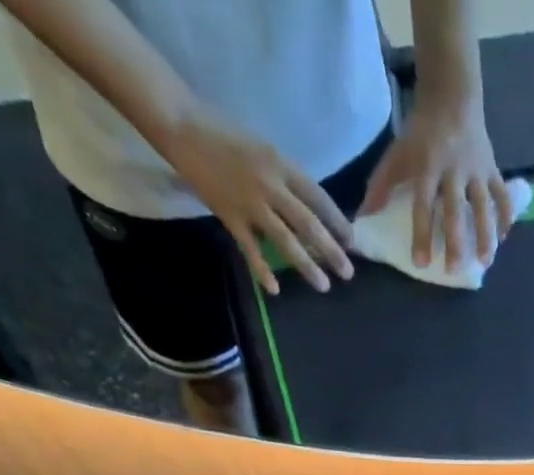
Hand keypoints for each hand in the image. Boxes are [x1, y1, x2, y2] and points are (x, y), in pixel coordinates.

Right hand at [165, 108, 353, 293]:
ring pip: (285, 240)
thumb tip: (308, 209)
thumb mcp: (264, 149)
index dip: (337, 222)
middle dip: (331, 251)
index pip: (318, 198)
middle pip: (308, 224)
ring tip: (323, 286)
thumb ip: (285, 178)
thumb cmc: (225, 134)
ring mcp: (250, 203)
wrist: (182, 126)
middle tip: (348, 273)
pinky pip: (250, 248)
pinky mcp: (229, 216)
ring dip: (306, 265)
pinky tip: (275, 289)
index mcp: (281, 164)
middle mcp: (270, 185)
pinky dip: (262, 269)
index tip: (351, 242)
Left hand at [361, 96, 513, 268]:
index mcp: (428, 165)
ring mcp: (476, 168)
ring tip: (484, 262)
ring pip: (483, 206)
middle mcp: (454, 169)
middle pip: (455, 210)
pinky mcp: (492, 167)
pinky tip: (503, 238)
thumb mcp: (398, 153)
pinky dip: (505, 216)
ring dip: (485, 235)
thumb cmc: (421, 130)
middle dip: (455, 241)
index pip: (423, 204)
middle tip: (453, 270)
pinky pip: (501, 195)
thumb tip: (363, 217)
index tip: (421, 263)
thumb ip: (381, 184)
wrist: (452, 94)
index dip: (422, 234)